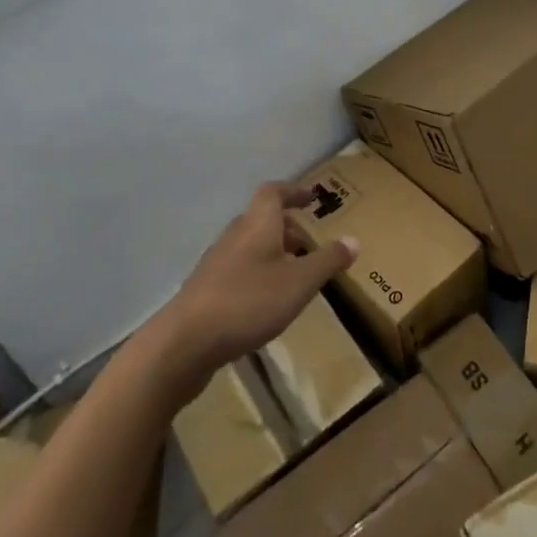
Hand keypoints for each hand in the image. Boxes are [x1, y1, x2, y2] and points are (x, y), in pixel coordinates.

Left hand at [140, 183, 357, 397]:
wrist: (182, 345)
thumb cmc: (248, 302)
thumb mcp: (299, 282)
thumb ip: (328, 260)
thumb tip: (354, 240)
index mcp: (257, 224)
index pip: (273, 192)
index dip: (293, 191)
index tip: (311, 198)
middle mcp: (234, 236)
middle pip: (260, 220)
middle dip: (285, 227)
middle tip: (306, 243)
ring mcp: (215, 264)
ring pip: (248, 246)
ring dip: (270, 253)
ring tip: (291, 274)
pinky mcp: (204, 292)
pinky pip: (236, 271)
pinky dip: (255, 275)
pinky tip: (264, 303)